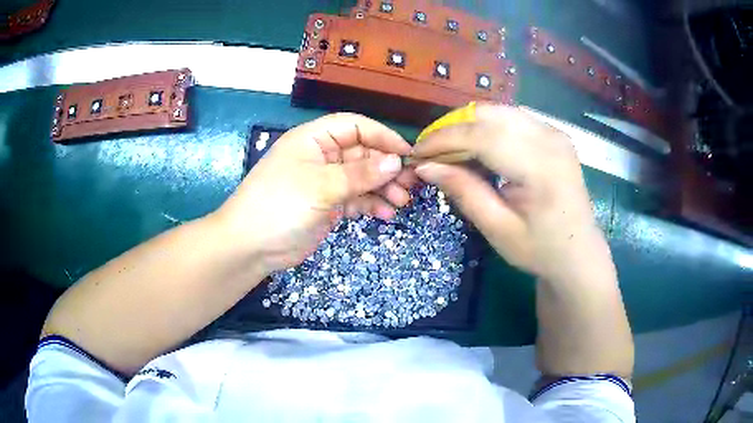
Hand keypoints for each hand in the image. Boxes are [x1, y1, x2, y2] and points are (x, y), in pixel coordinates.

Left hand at [216, 113, 416, 273]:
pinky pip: (355, 199)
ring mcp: (325, 182)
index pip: (354, 126)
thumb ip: (360, 174)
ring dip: (382, 188)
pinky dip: (370, 204)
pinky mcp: (327, 205)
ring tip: (401, 202)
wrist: (250, 246)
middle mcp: (321, 156)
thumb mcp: (321, 186)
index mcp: (313, 139)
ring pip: (362, 178)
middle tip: (409, 184)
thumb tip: (396, 162)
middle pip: (362, 153)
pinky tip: (385, 214)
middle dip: (386, 168)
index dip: (381, 136)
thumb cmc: (280, 205)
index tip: (406, 153)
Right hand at [412, 104, 605, 282]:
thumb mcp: (498, 229)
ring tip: (450, 151)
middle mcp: (550, 139)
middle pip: (489, 115)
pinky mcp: (554, 134)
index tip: (417, 153)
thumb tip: (426, 167)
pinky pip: (512, 118)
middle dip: (453, 129)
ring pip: (499, 111)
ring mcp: (554, 133)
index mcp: (540, 167)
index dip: (443, 140)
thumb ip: (464, 192)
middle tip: (431, 153)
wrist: (579, 253)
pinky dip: (488, 127)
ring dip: (469, 126)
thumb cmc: (540, 249)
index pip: (482, 136)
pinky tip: (478, 148)